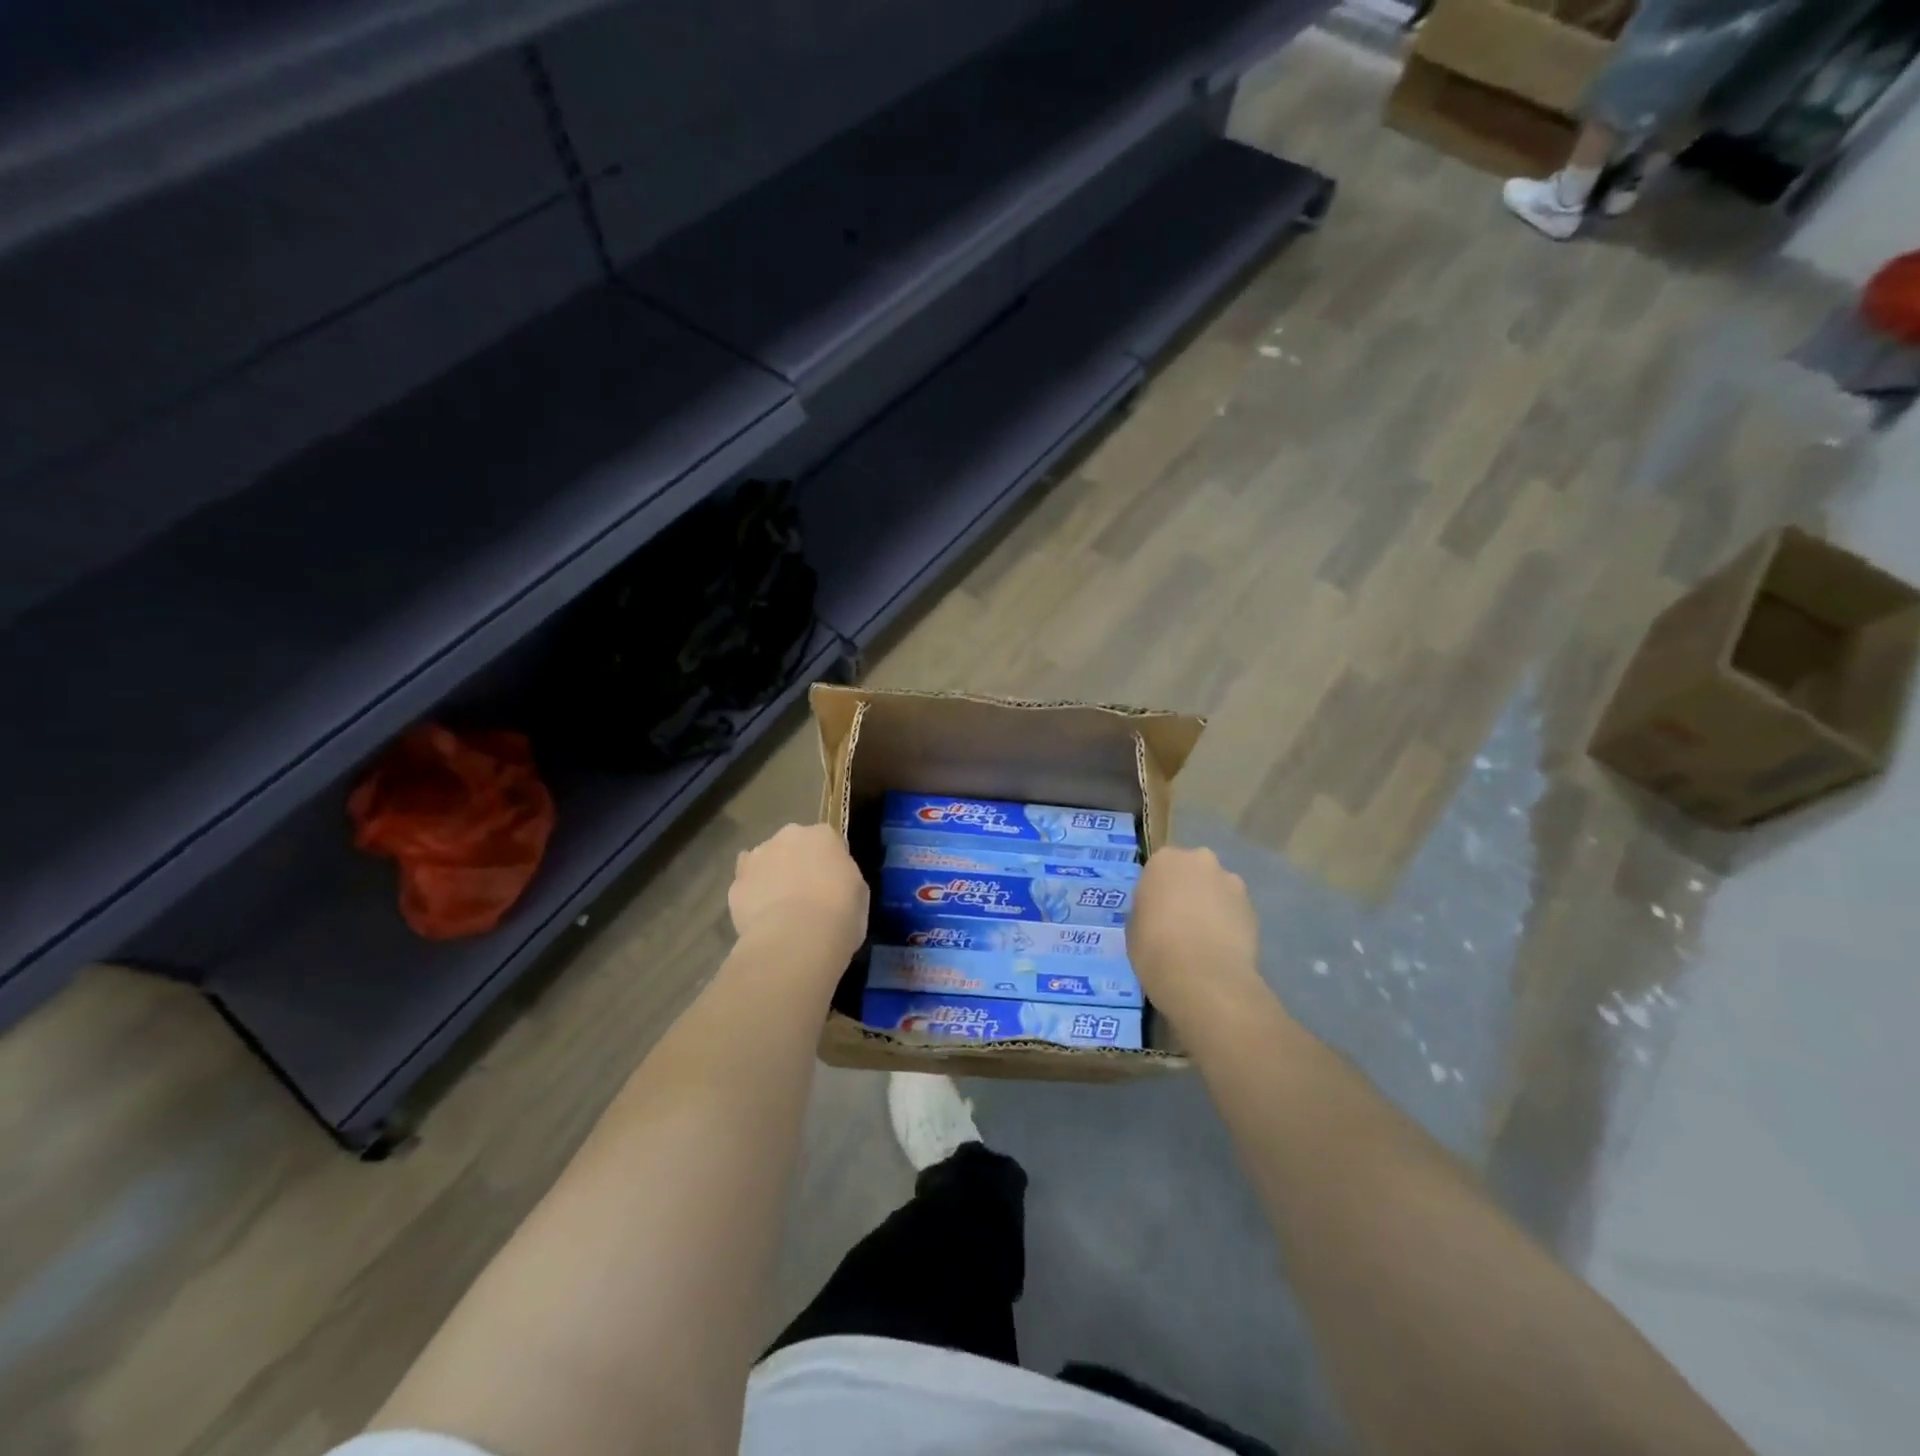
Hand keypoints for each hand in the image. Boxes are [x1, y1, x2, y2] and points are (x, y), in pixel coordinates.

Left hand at [728, 823, 867, 969]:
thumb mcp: (859, 894)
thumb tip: (834, 883)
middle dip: (797, 864)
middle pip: (793, 846)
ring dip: (771, 876)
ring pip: (765, 862)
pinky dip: (752, 897)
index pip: (828, 841)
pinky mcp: (735, 884)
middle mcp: (788, 836)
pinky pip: (746, 887)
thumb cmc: (840, 915)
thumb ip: (844, 878)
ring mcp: (757, 858)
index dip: (829, 863)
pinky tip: (762, 918)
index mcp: (823, 835)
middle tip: (806, 894)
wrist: (796, 940)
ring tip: (780, 909)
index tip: (833, 884)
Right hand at [1128, 846, 1264, 1025]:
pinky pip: (1234, 911)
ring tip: (1204, 939)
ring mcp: (1231, 883)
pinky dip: (1229, 923)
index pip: (1158, 868)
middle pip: (1192, 871)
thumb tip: (1159, 912)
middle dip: (1189, 890)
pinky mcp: (1253, 908)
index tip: (1155, 911)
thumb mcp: (1134, 925)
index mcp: (1165, 860)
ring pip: (1217, 889)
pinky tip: (1221, 948)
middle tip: (1179, 921)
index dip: (1157, 890)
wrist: (1203, 977)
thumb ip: (1148, 908)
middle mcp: (1200, 861)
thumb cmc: (1154, 947)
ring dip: (1211, 904)